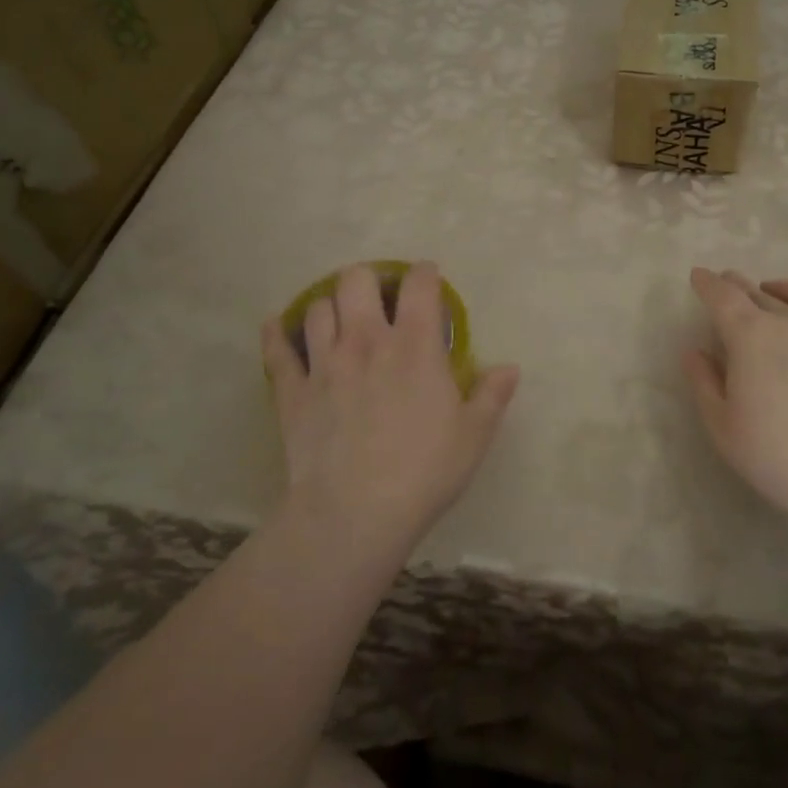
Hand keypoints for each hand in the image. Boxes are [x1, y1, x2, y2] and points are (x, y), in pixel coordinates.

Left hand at [261, 262, 518, 549]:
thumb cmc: (424, 471)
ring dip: (331, 307)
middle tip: (379, 300)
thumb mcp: (473, 435)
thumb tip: (510, 368)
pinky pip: (277, 350)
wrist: (355, 513)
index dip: (425, 274)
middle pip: (356, 280)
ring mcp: (324, 363)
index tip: (429, 278)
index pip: (419, 285)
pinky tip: (276, 326)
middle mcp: (366, 340)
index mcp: (414, 345)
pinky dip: (276, 334)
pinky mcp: (292, 390)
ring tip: (340, 320)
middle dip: (369, 281)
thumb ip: (492, 395)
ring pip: (317, 308)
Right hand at [682, 268, 787, 541]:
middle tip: (724, 282)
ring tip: (764, 290)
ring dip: (772, 290)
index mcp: (751, 337)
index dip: (708, 284)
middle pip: (757, 293)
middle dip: (736, 285)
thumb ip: (704, 382)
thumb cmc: (777, 456)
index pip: (724, 297)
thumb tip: (695, 352)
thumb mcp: (723, 426)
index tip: (698, 275)